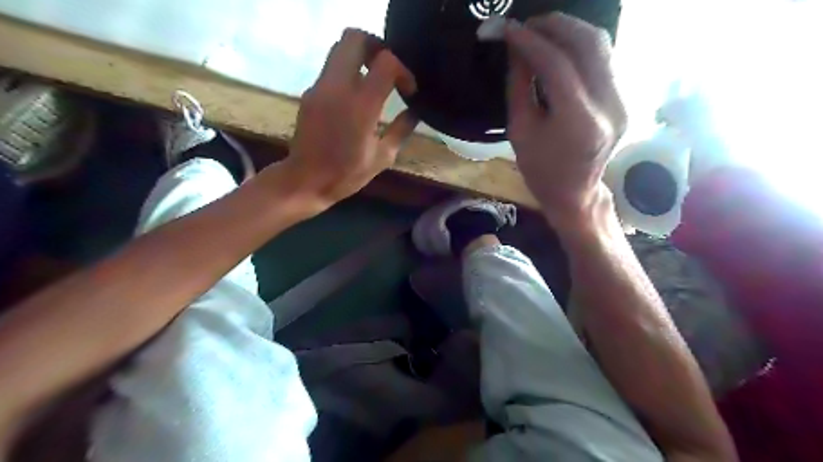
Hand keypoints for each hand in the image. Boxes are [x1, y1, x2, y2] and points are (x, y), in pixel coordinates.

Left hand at [283, 28, 418, 205]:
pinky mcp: (310, 93)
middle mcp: (338, 87)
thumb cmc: (347, 174)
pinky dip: (348, 72)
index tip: (408, 90)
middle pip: (355, 38)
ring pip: (340, 49)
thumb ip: (402, 129)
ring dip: (361, 57)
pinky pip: (332, 68)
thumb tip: (415, 112)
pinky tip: (356, 97)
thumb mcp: (383, 157)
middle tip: (389, 69)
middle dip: (377, 47)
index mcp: (362, 106)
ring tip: (374, 81)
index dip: (402, 70)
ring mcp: (320, 87)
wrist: (305, 180)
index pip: (385, 62)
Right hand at [505, 12, 628, 228]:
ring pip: (602, 45)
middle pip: (588, 45)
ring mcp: (623, 100)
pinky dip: (581, 45)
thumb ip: (519, 85)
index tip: (508, 29)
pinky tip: (560, 46)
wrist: (574, 192)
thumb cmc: (540, 169)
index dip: (530, 42)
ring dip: (570, 30)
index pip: (556, 65)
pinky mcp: (624, 98)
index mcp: (578, 122)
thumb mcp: (519, 129)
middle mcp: (609, 105)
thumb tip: (516, 48)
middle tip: (526, 24)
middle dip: (554, 25)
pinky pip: (604, 59)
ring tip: (541, 31)